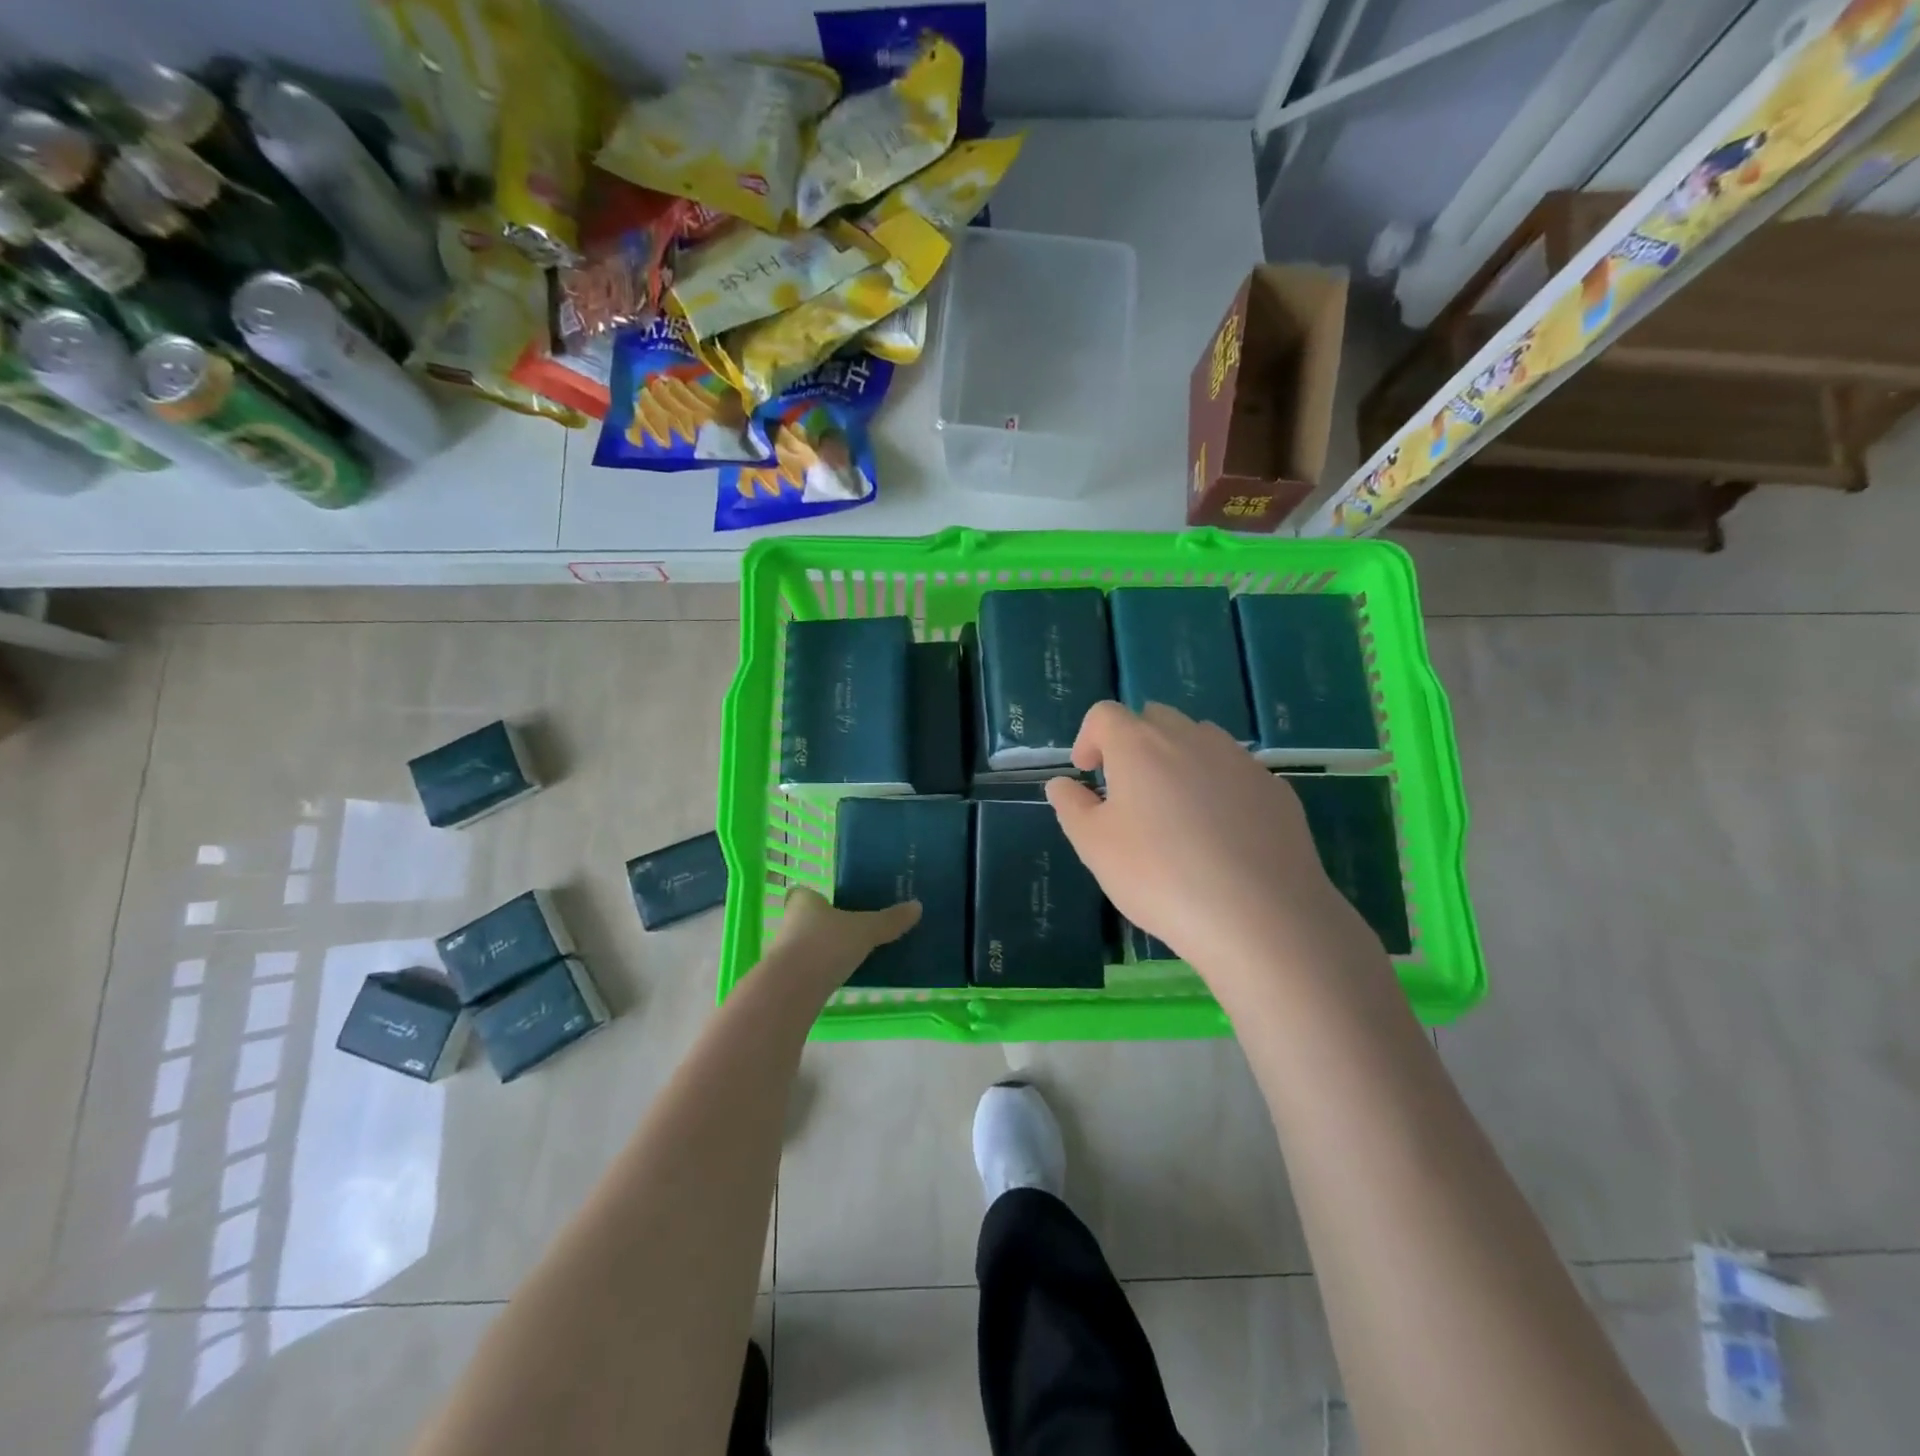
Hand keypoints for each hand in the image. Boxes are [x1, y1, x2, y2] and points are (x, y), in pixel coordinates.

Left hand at [769, 886, 919, 989]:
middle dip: (826, 925)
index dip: (817, 897)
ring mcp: (785, 953)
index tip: (836, 904)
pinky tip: (842, 980)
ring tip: (853, 956)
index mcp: (804, 901)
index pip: (803, 893)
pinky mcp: (786, 981)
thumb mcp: (865, 930)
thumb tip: (917, 906)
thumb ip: (889, 920)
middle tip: (853, 930)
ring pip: (806, 946)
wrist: (791, 990)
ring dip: (824, 951)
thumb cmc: (825, 945)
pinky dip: (822, 974)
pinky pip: (808, 971)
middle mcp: (789, 923)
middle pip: (807, 920)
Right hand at [1045, 702, 1383, 1001]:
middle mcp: (1190, 738)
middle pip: (1154, 719)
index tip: (1088, 774)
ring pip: (1199, 740)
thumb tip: (1062, 784)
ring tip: (1176, 811)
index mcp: (1140, 745)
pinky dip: (1217, 786)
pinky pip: (1235, 771)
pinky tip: (1220, 834)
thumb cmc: (1160, 876)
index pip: (1105, 715)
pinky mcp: (1275, 788)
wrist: (1260, 915)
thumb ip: (1071, 806)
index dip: (1089, 738)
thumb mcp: (1094, 847)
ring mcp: (1239, 760)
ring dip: (1178, 760)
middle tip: (1129, 792)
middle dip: (1134, 744)